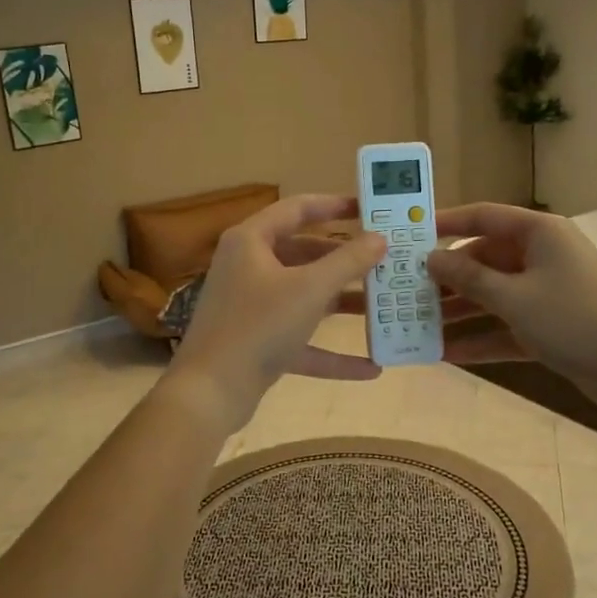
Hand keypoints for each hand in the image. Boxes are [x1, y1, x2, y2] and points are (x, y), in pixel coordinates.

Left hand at [167, 195, 388, 430]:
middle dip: (345, 260)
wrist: (210, 392)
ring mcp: (252, 306)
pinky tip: (371, 367)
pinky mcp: (258, 342)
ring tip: (386, 307)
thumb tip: (380, 238)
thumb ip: (348, 261)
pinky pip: (301, 339)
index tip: (370, 209)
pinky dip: (332, 351)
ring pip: (305, 296)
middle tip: (385, 260)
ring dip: (343, 304)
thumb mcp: (310, 289)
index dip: (334, 205)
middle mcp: (249, 267)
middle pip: (304, 253)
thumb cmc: (259, 326)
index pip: (297, 208)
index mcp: (251, 241)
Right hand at [425, 203, 596, 417]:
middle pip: (483, 260)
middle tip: (403, 292)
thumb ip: (468, 278)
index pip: (482, 216)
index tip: (408, 234)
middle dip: (446, 279)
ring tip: (415, 326)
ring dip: (458, 313)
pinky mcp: (551, 327)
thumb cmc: (576, 319)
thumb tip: (431, 258)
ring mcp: (547, 293)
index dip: (444, 223)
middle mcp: (541, 256)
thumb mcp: (514, 297)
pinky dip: (481, 338)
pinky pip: (506, 327)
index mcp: (538, 233)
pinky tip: (446, 355)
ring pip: (492, 296)